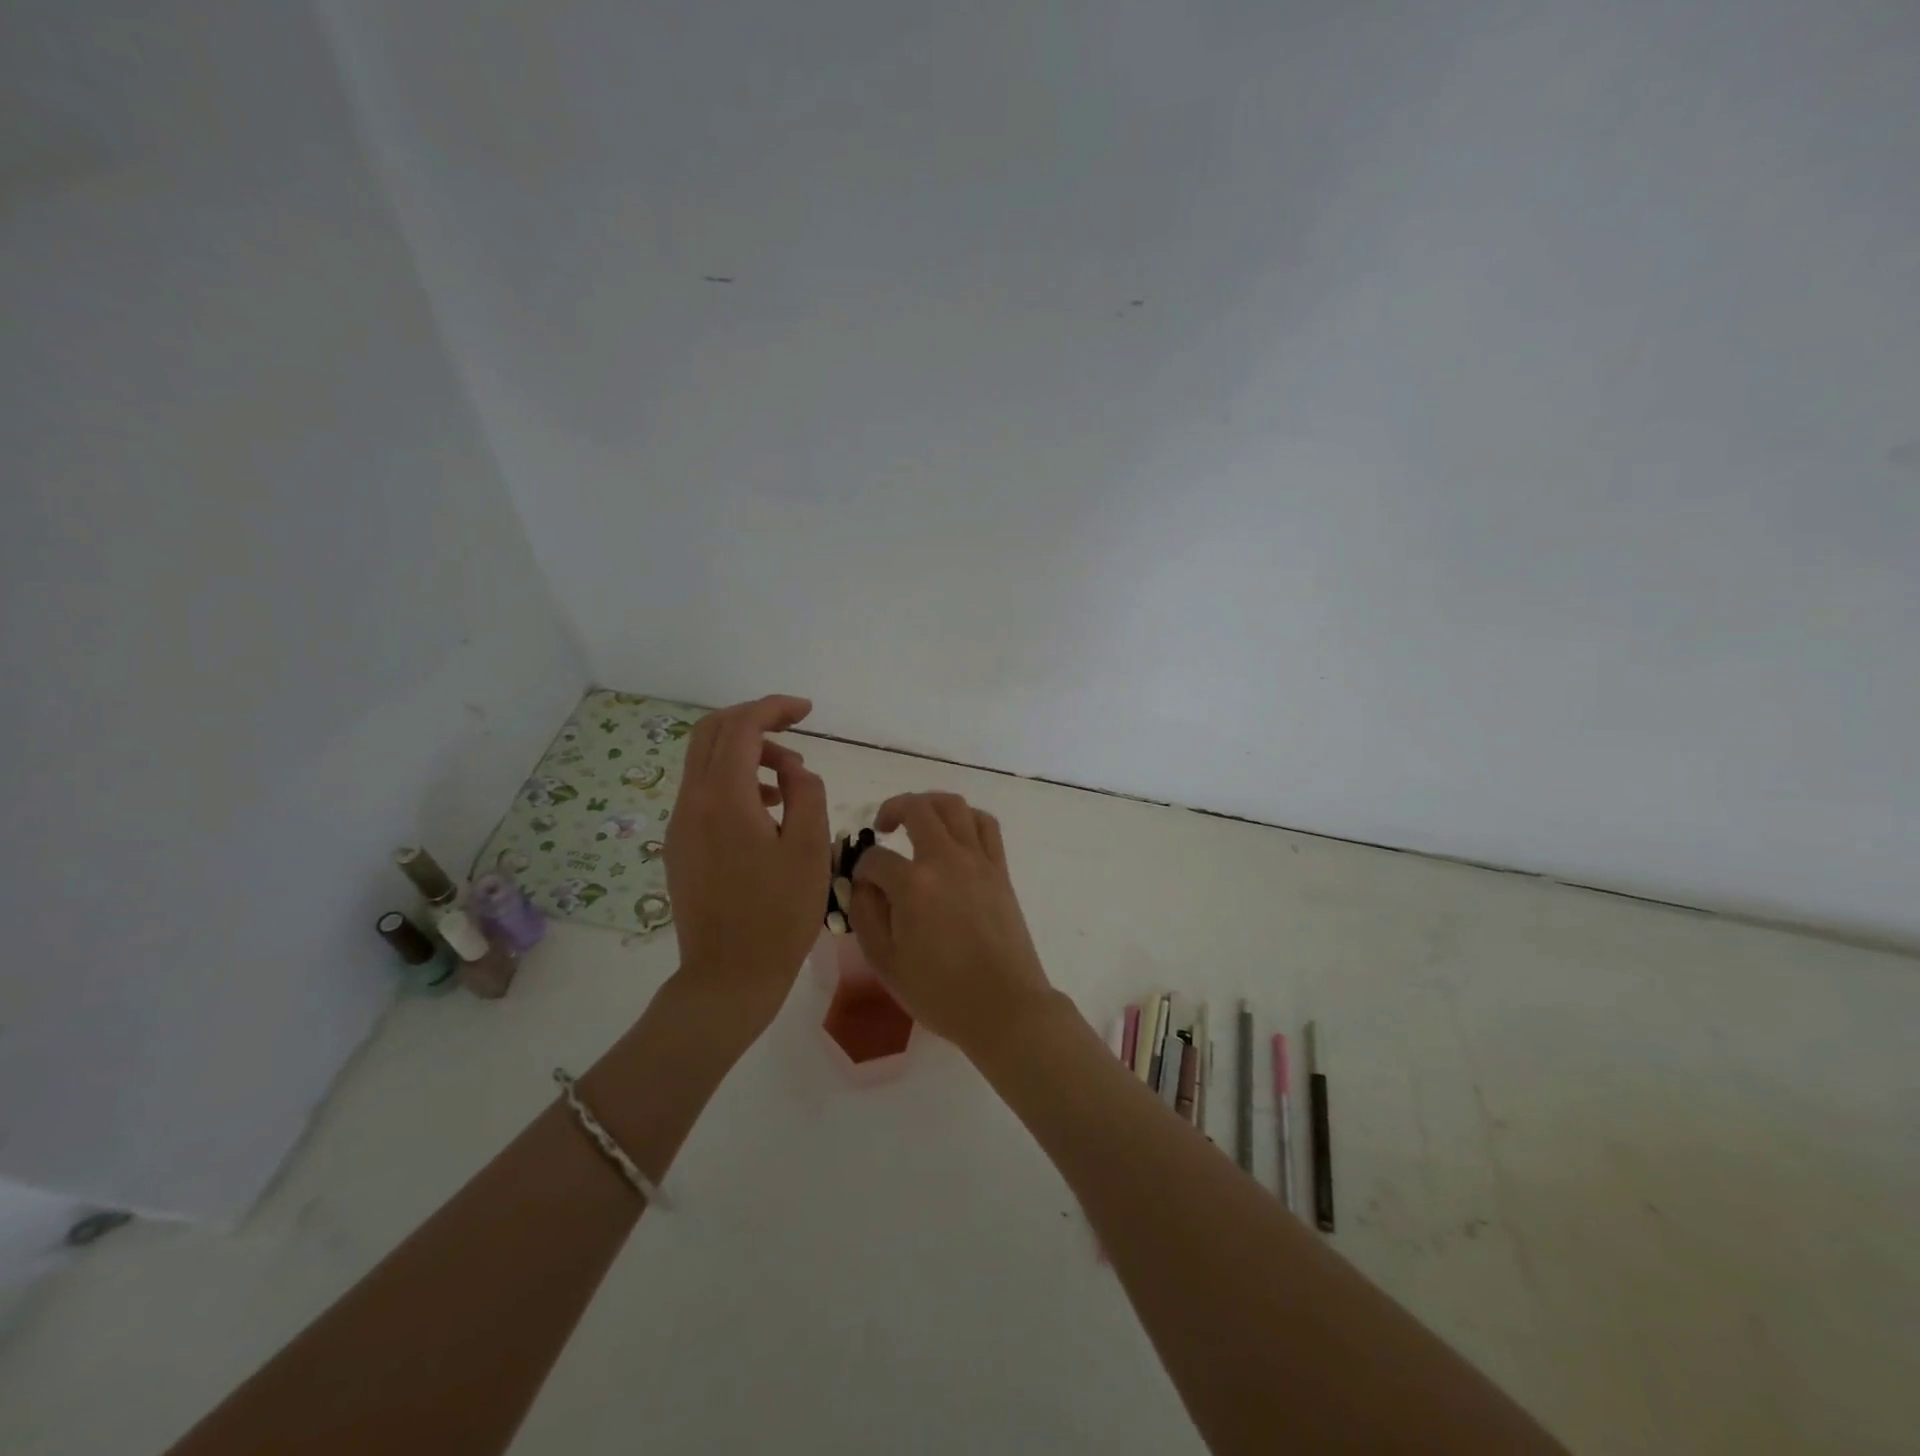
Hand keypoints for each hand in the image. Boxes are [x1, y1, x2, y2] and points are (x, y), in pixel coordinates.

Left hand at [665, 695, 829, 1033]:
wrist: (728, 977)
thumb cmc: (779, 915)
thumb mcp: (810, 848)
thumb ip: (805, 793)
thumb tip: (792, 769)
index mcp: (724, 800)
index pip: (740, 727)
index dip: (773, 708)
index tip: (807, 712)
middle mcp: (691, 803)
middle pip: (710, 733)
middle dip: (753, 720)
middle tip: (793, 728)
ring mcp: (680, 825)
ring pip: (705, 761)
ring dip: (745, 752)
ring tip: (788, 777)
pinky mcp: (680, 845)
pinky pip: (703, 792)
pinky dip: (734, 780)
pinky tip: (766, 808)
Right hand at [846, 792, 1057, 1056]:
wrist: (1003, 1006)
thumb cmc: (939, 992)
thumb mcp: (885, 962)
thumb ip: (866, 914)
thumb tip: (863, 883)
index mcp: (913, 884)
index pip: (875, 858)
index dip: (861, 870)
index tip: (862, 887)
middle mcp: (946, 859)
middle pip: (916, 808)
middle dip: (892, 809)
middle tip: (883, 826)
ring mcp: (978, 860)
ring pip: (954, 805)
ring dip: (930, 803)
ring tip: (917, 819)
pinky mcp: (1000, 869)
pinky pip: (986, 824)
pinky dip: (966, 817)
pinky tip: (955, 833)